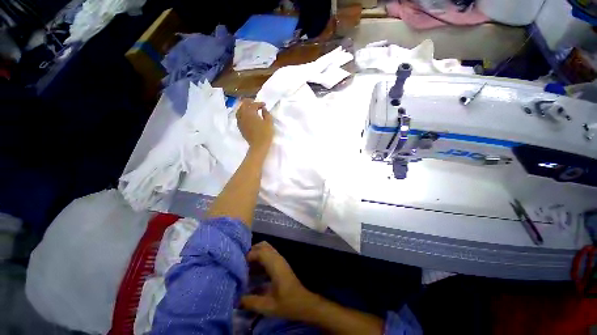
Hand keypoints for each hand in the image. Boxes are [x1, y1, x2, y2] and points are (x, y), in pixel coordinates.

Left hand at [236, 99, 273, 151]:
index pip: (253, 104)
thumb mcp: (269, 122)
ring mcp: (240, 121)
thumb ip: (266, 113)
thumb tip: (263, 109)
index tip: (264, 105)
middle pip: (243, 105)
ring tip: (250, 109)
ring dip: (244, 108)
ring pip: (239, 110)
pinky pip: (239, 117)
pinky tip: (247, 117)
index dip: (259, 103)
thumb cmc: (265, 134)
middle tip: (255, 103)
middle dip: (249, 102)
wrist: (258, 146)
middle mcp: (243, 115)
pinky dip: (242, 114)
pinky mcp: (240, 127)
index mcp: (250, 112)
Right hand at [241, 242, 317, 320]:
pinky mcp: (281, 264)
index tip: (239, 266)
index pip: (261, 251)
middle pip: (263, 246)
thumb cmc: (287, 303)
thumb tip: (236, 299)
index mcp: (275, 265)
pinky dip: (260, 259)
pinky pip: (269, 255)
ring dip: (256, 255)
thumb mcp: (268, 306)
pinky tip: (254, 273)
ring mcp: (280, 260)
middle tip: (242, 264)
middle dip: (251, 252)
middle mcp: (278, 258)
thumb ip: (251, 302)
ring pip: (266, 249)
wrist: (303, 303)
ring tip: (245, 269)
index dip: (249, 255)